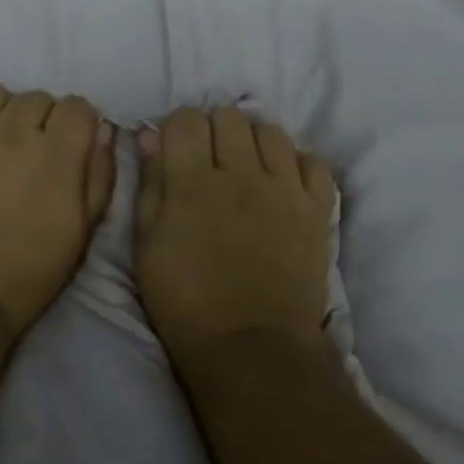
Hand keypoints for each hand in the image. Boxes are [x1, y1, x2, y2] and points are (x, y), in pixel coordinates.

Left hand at [0, 87, 115, 339]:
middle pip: (39, 98)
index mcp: (56, 154)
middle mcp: (15, 131)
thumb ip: (99, 176)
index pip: (78, 107)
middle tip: (36, 150)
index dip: (80, 124)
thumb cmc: (28, 268)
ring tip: (1, 139)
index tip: (73, 146)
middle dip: (44, 119)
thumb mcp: (82, 231)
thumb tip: (103, 133)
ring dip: (6, 112)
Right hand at [134, 106, 336, 364]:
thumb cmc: (185, 302)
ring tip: (247, 169)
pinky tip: (282, 183)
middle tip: (209, 162)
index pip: (187, 119)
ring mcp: (285, 189)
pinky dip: (296, 164)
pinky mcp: (316, 209)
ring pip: (271, 131)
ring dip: (253, 142)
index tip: (176, 150)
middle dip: (214, 131)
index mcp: (193, 182)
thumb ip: (150, 184)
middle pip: (230, 116)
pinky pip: (313, 162)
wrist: (251, 347)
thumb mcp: (147, 246)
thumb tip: (150, 133)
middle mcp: (241, 173)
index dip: (177, 128)